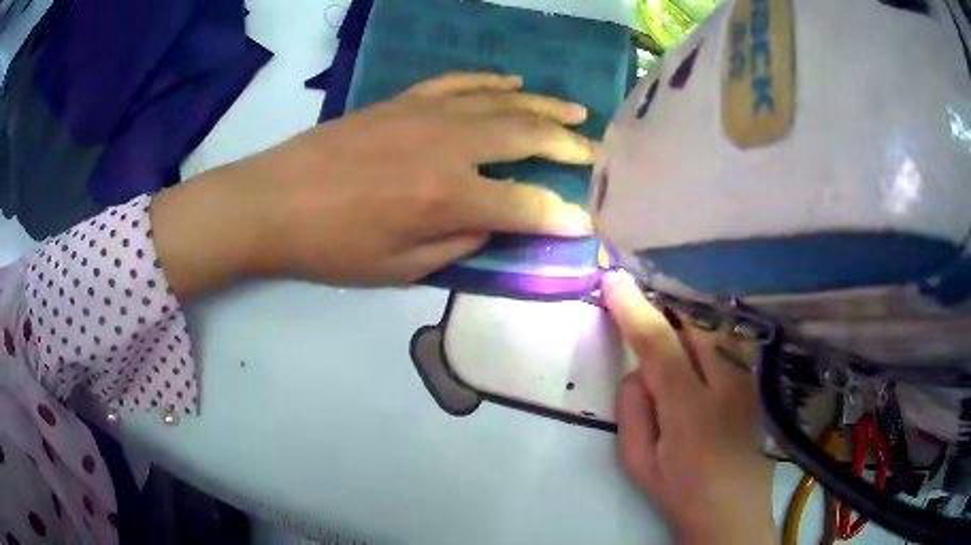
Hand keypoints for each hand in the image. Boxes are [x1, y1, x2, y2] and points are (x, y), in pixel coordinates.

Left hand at [153, 73, 597, 297]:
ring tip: (576, 110)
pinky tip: (513, 83)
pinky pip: (461, 83)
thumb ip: (458, 244)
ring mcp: (428, 114)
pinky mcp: (406, 100)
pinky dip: (492, 82)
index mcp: (448, 196)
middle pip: (528, 136)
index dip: (562, 215)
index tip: (587, 221)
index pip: (527, 204)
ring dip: (544, 105)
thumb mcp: (399, 268)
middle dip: (570, 146)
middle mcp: (449, 146)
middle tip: (597, 153)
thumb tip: (493, 225)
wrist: (274, 200)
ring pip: (503, 102)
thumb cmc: (332, 245)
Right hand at [602, 271, 775, 544]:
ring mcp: (746, 380)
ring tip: (669, 335)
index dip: (634, 308)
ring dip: (686, 324)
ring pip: (713, 329)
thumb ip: (632, 410)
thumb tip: (639, 371)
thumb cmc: (680, 491)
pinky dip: (707, 336)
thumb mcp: (638, 462)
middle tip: (639, 315)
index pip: (658, 342)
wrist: (733, 509)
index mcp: (689, 407)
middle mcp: (725, 382)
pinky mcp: (755, 383)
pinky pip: (729, 343)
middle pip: (691, 325)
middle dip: (662, 314)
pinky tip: (698, 352)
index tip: (613, 281)